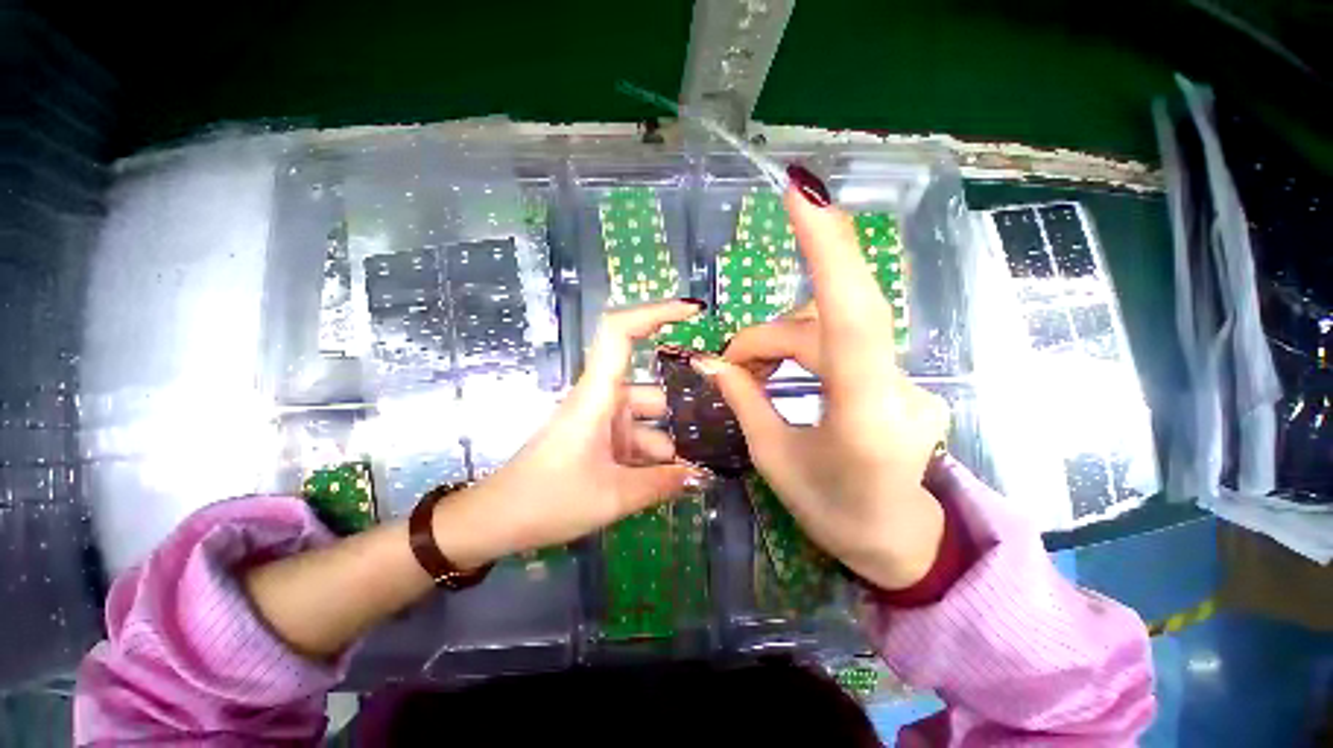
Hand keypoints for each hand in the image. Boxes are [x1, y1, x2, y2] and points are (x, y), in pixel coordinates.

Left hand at [436, 300, 712, 567]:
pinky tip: (677, 480)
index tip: (693, 311)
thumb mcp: (613, 495)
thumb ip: (662, 484)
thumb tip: (703, 478)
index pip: (620, 332)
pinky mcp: (599, 440)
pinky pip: (636, 439)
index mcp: (597, 394)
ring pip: (648, 422)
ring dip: (671, 445)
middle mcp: (602, 399)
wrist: (497, 522)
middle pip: (652, 391)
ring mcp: (601, 421)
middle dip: (684, 414)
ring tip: (704, 469)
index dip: (655, 312)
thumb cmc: (548, 499)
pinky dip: (655, 458)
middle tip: (723, 431)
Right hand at [696, 189, 950, 590]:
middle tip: (731, 366)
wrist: (900, 542)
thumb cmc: (835, 513)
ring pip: (830, 331)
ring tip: (748, 376)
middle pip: (824, 322)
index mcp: (863, 415)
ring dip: (781, 345)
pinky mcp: (899, 378)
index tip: (801, 191)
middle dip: (769, 335)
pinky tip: (779, 375)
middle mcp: (895, 387)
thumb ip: (744, 402)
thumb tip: (708, 363)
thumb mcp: (774, 460)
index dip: (827, 249)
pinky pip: (843, 345)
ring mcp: (905, 379)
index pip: (850, 315)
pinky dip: (802, 353)